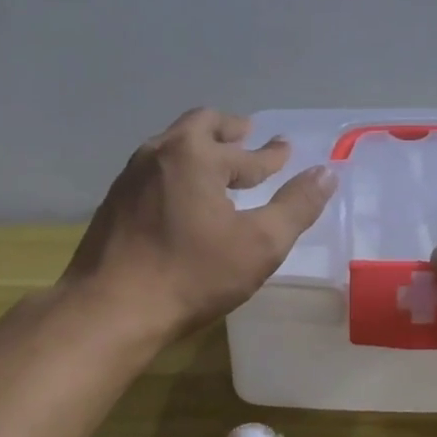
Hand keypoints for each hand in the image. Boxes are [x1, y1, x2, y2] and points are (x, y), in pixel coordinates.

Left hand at [63, 109, 336, 339]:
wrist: (110, 310)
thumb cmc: (192, 275)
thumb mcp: (259, 244)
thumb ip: (296, 206)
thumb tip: (326, 173)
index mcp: (195, 154)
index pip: (245, 150)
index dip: (271, 154)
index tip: (285, 149)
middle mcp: (159, 153)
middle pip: (200, 126)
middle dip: (230, 132)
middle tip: (248, 137)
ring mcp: (130, 176)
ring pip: (172, 146)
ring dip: (201, 149)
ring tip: (219, 164)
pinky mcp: (113, 202)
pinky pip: (155, 171)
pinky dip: (179, 171)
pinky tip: (184, 196)